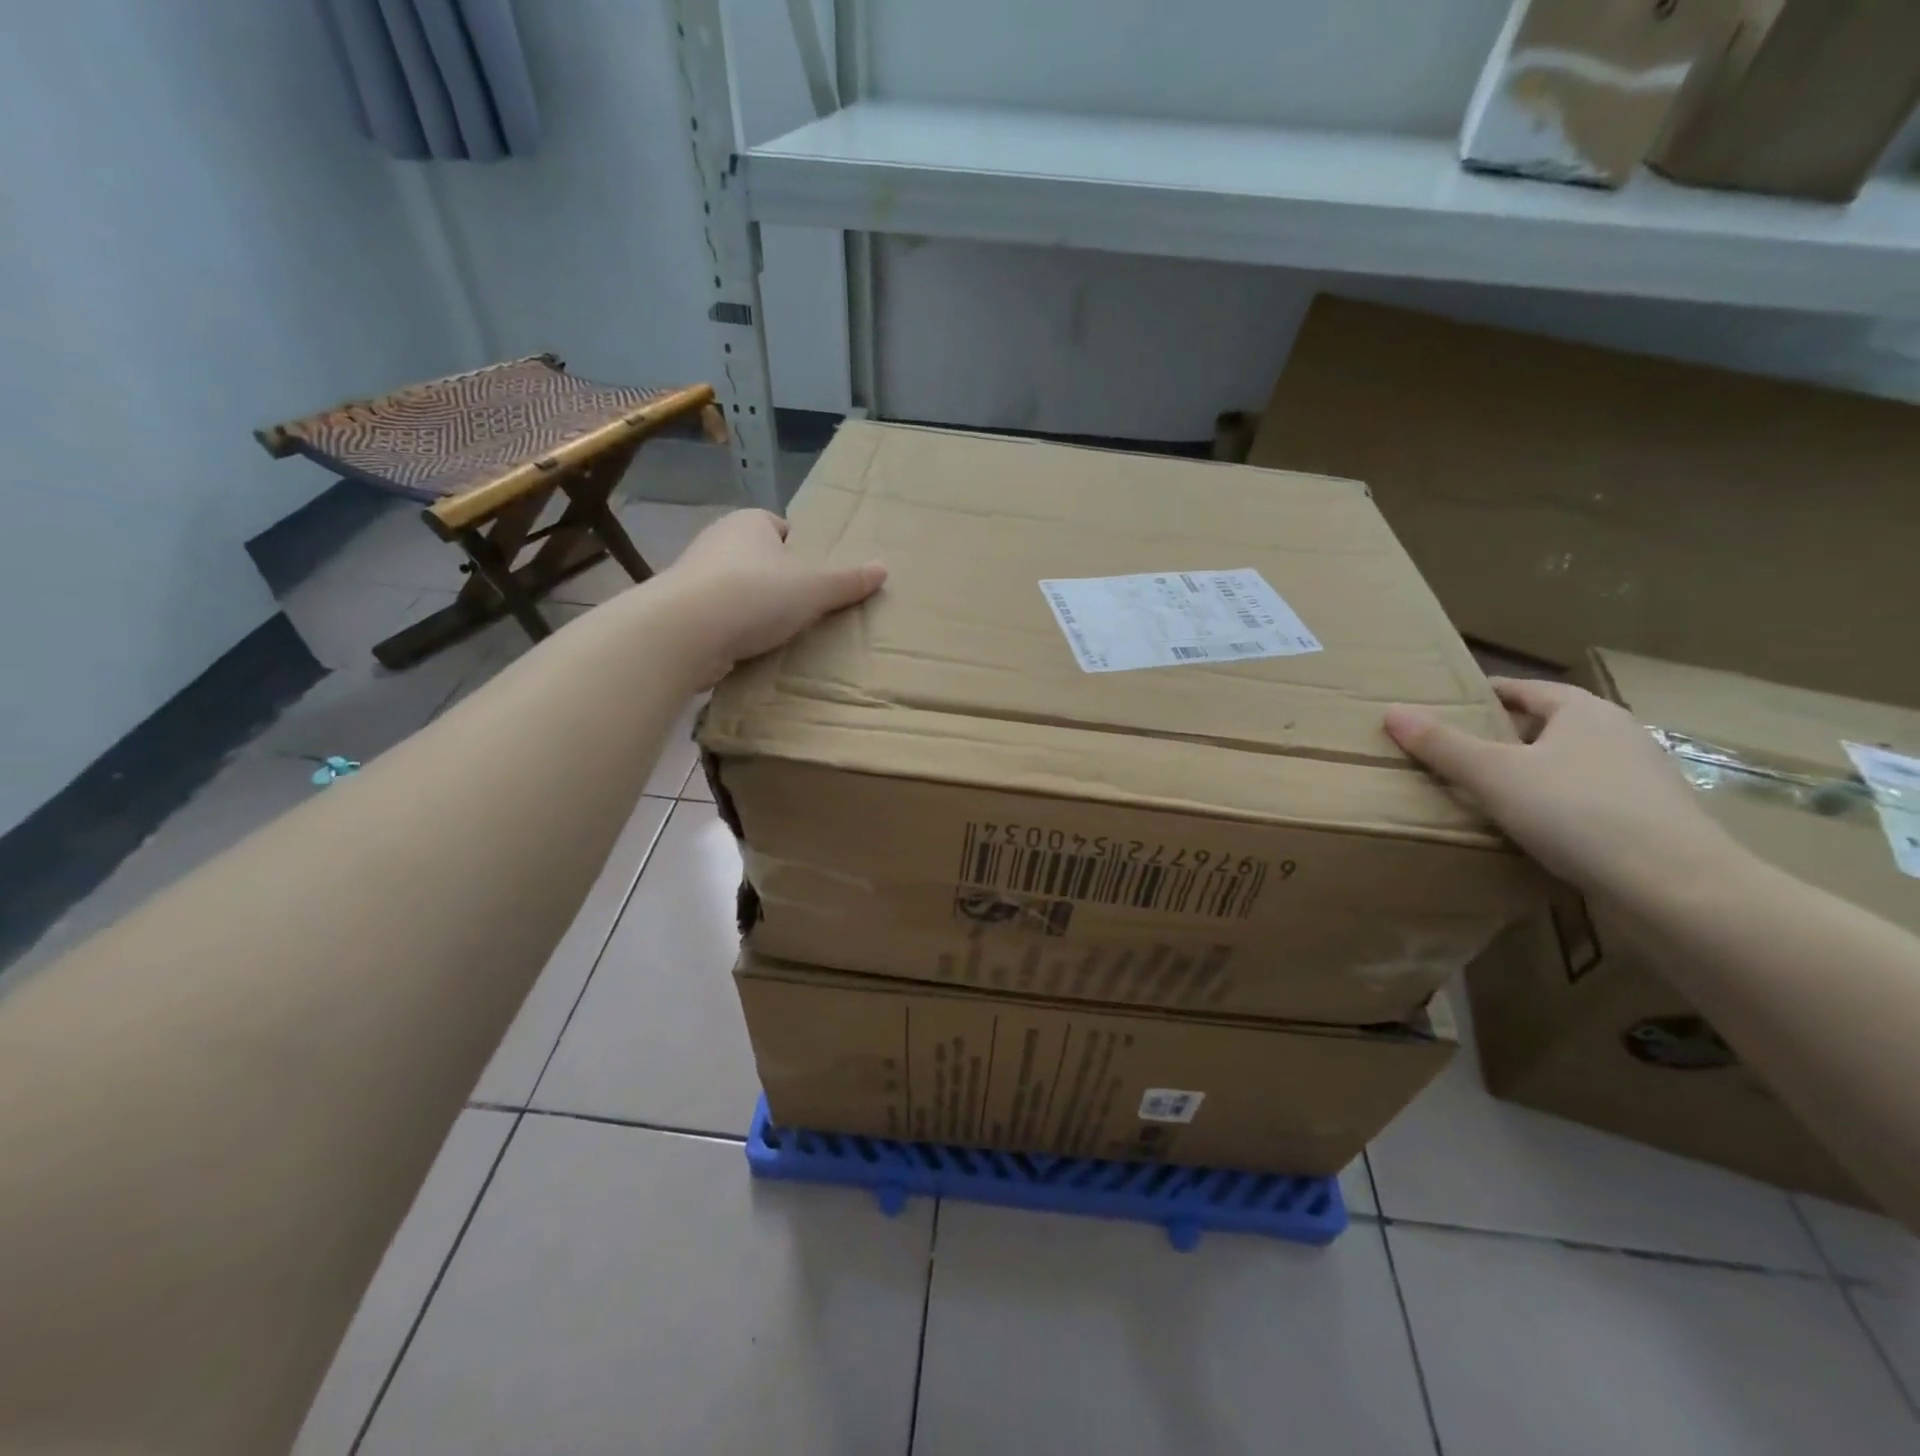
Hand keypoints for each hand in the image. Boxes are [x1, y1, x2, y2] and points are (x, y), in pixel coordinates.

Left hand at [657, 509, 886, 683]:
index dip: (799, 551)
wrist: (685, 631)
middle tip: (805, 610)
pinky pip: (718, 618)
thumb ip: (848, 581)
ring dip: (754, 609)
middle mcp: (717, 541)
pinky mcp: (681, 612)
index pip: (779, 528)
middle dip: (778, 582)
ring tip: (780, 635)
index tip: (814, 578)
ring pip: (736, 590)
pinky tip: (750, 651)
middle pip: (758, 560)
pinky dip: (733, 632)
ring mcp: (694, 577)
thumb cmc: (755, 594)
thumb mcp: (814, 588)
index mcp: (748, 523)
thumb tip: (883, 568)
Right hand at [1385, 677, 1737, 900]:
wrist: (1677, 887)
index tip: (1449, 704)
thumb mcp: (1494, 775)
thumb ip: (1442, 745)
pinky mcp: (1650, 819)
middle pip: (1548, 725)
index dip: (1486, 694)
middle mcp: (1618, 735)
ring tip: (1486, 791)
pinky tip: (1531, 828)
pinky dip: (1554, 803)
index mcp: (1584, 712)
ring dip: (1530, 771)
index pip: (1526, 689)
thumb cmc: (1577, 812)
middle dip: (1504, 735)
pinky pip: (1586, 798)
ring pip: (1568, 763)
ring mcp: (1641, 778)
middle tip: (1456, 750)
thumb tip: (1393, 712)